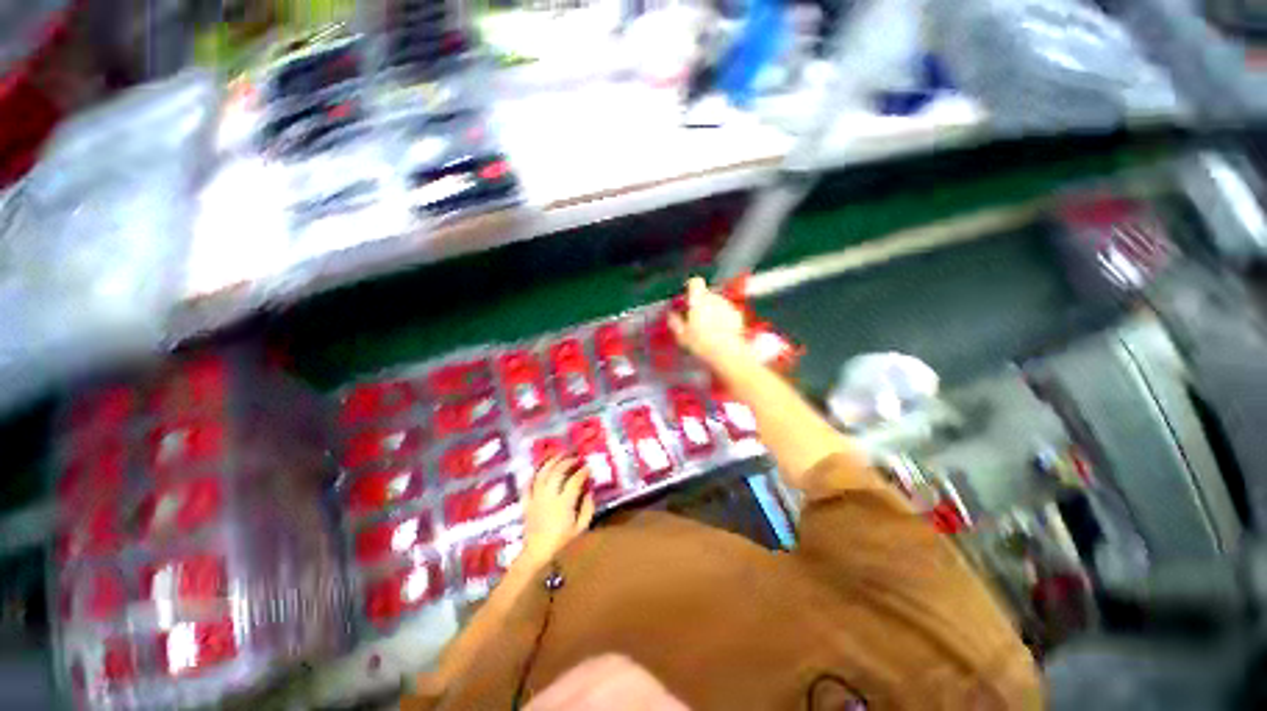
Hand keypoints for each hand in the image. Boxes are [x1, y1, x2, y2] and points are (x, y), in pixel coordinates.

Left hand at [521, 457, 595, 566]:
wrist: (536, 555)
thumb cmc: (561, 543)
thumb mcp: (581, 528)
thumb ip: (588, 508)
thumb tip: (589, 492)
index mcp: (564, 502)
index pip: (575, 480)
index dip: (583, 471)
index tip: (588, 467)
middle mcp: (549, 496)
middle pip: (558, 471)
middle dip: (567, 462)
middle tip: (575, 458)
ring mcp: (536, 498)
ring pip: (543, 474)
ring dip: (551, 462)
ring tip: (559, 456)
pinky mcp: (527, 502)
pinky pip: (528, 485)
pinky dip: (533, 475)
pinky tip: (538, 470)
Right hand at [668, 277, 748, 368]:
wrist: (727, 352)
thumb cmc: (701, 343)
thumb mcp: (681, 335)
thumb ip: (674, 321)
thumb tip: (671, 314)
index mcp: (699, 300)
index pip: (695, 282)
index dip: (690, 287)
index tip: (687, 297)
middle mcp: (714, 298)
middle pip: (706, 293)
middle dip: (700, 302)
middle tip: (695, 318)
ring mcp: (727, 305)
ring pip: (717, 302)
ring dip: (712, 310)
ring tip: (708, 328)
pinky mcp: (737, 314)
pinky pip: (726, 311)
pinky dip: (723, 317)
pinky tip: (719, 331)